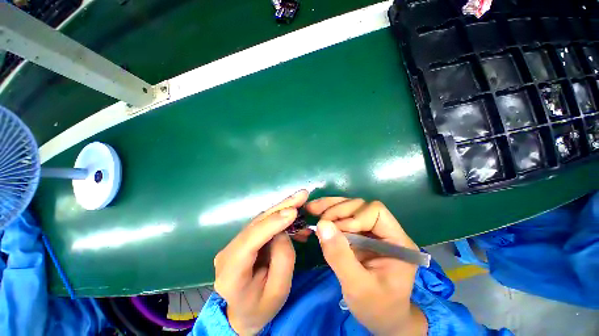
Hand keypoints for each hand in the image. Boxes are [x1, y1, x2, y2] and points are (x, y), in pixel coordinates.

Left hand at [213, 190, 308, 334]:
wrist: (241, 313)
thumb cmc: (260, 308)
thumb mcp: (278, 291)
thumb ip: (283, 258)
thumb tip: (284, 230)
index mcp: (231, 271)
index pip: (251, 240)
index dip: (272, 223)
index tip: (293, 211)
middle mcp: (229, 251)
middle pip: (256, 223)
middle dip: (281, 207)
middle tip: (301, 195)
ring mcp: (235, 243)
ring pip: (261, 219)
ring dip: (283, 209)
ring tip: (301, 201)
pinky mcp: (244, 239)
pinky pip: (264, 224)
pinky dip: (280, 218)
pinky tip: (295, 217)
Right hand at [306, 198, 427, 335]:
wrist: (381, 318)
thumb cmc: (376, 307)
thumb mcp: (358, 287)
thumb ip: (340, 257)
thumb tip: (322, 225)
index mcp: (397, 241)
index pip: (376, 212)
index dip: (354, 217)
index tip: (337, 232)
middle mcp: (385, 230)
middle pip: (360, 206)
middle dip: (338, 211)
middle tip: (319, 221)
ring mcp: (371, 230)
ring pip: (350, 207)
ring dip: (330, 207)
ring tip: (312, 208)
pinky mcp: (359, 232)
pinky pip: (343, 215)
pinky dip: (328, 212)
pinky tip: (315, 211)